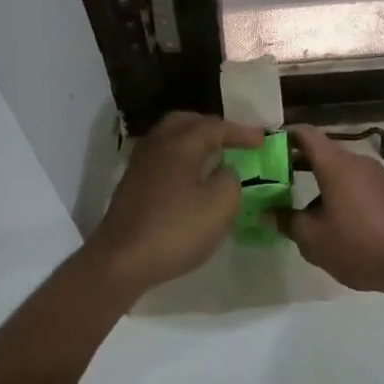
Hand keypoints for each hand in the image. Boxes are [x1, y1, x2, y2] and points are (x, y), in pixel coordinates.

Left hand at [84, 112, 262, 296]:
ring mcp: (140, 165)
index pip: (214, 126)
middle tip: (232, 140)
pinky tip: (190, 178)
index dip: (240, 132)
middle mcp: (157, 146)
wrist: (121, 261)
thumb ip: (230, 180)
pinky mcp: (131, 186)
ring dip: (193, 142)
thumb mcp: (220, 206)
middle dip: (211, 127)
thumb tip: (224, 172)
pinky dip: (180, 158)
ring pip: (169, 139)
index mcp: (180, 144)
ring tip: (214, 157)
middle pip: (185, 122)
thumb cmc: (175, 230)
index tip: (262, 141)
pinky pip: (161, 158)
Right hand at [278, 125, 383, 296]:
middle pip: (323, 153)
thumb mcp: (314, 240)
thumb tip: (266, 213)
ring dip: (319, 183)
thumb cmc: (360, 245)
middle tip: (274, 180)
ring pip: (341, 172)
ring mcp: (379, 177)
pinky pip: (358, 186)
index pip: (306, 134)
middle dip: (297, 164)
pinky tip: (336, 223)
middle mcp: (358, 162)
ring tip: (302, 210)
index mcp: (336, 165)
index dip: (284, 136)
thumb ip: (287, 222)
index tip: (265, 148)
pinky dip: (340, 194)